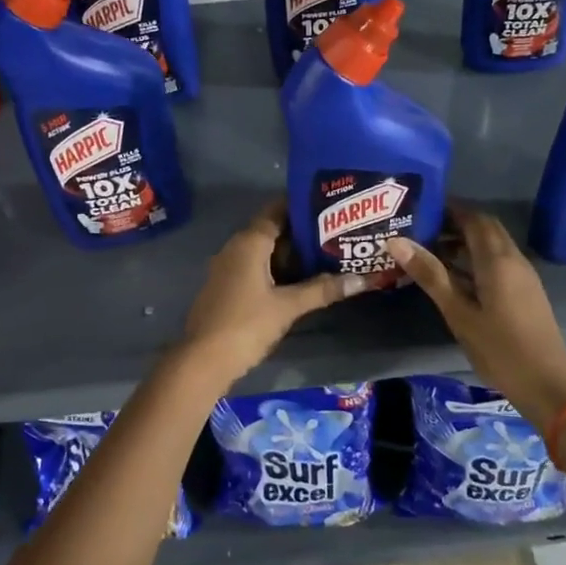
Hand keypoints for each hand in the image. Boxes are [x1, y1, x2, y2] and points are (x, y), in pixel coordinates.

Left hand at [178, 203, 364, 382]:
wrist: (203, 360)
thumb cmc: (246, 324)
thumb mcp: (288, 306)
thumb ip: (322, 290)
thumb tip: (362, 279)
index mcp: (249, 242)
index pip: (277, 210)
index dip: (302, 205)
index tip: (329, 204)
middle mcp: (236, 247)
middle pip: (273, 230)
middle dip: (303, 232)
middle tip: (336, 232)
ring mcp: (229, 268)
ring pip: (265, 252)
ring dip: (291, 254)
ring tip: (327, 253)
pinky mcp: (228, 287)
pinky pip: (257, 268)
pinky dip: (278, 269)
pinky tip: (301, 280)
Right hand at [387, 208, 565, 427]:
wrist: (548, 385)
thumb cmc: (499, 348)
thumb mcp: (458, 312)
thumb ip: (430, 275)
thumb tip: (396, 241)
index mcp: (497, 259)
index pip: (474, 218)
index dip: (449, 209)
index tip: (420, 208)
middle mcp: (513, 259)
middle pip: (485, 228)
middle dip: (455, 223)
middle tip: (421, 229)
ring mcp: (523, 276)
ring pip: (492, 246)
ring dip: (464, 242)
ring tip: (429, 251)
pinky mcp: (525, 292)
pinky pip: (498, 262)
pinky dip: (475, 259)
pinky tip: (453, 276)